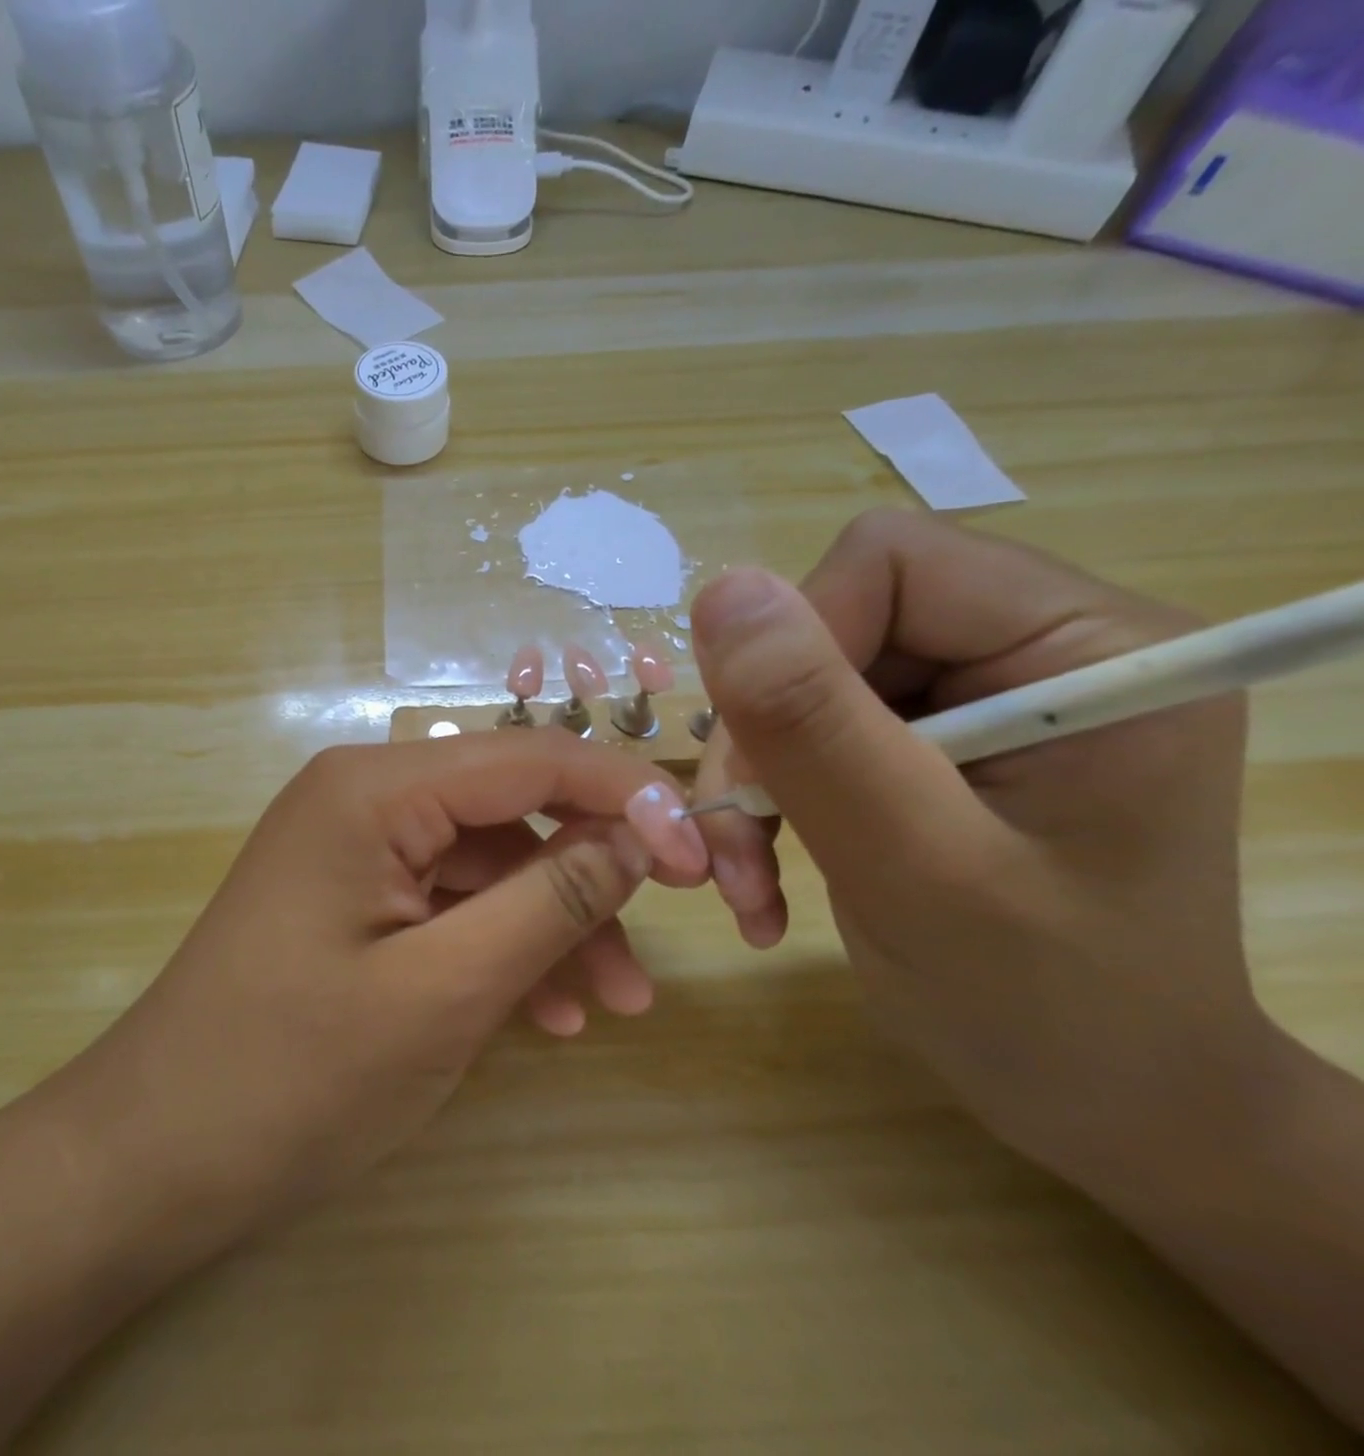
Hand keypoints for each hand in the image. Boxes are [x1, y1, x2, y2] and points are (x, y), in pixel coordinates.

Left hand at [76, 731, 709, 1249]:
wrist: (154, 1156)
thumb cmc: (295, 1074)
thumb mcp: (444, 990)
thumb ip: (549, 901)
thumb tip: (639, 837)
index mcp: (374, 788)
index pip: (529, 757)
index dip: (625, 795)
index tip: (701, 854)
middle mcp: (361, 794)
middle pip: (508, 807)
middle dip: (588, 870)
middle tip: (660, 938)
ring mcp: (352, 845)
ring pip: (484, 861)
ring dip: (550, 921)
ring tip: (614, 1002)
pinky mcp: (348, 894)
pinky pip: (445, 900)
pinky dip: (499, 944)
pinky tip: (544, 1014)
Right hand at [685, 509, 1265, 1174]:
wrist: (1106, 1108)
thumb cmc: (1049, 1010)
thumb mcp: (918, 868)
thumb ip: (817, 728)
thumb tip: (722, 590)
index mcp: (1087, 645)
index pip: (888, 564)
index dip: (797, 651)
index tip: (768, 768)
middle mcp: (1035, 648)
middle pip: (831, 626)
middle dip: (763, 737)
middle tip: (739, 849)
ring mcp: (979, 698)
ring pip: (799, 684)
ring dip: (754, 781)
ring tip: (748, 879)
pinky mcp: (931, 744)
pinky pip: (805, 732)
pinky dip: (768, 803)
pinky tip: (769, 877)